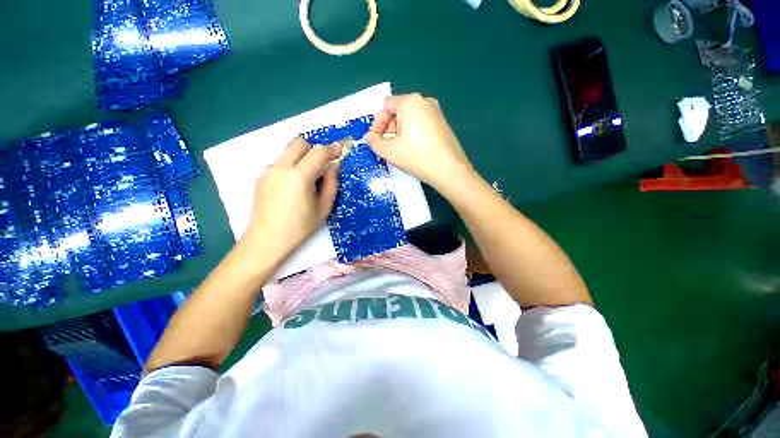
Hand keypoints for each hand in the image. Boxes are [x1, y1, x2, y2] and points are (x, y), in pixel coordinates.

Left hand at [242, 138, 340, 265]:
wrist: (267, 240)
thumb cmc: (300, 227)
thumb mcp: (324, 207)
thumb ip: (331, 183)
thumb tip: (333, 166)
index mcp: (299, 176)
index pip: (318, 152)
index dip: (332, 149)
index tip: (340, 149)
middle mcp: (281, 167)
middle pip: (299, 143)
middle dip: (314, 149)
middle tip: (322, 164)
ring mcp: (268, 170)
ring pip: (288, 152)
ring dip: (301, 158)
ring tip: (307, 179)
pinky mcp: (261, 176)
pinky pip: (280, 163)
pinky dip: (291, 166)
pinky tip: (293, 187)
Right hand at [365, 93, 475, 189]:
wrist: (449, 170)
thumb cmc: (417, 157)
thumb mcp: (389, 151)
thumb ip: (374, 142)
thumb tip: (369, 137)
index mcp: (410, 102)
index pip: (386, 105)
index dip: (377, 122)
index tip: (375, 139)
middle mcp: (425, 101)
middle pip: (398, 111)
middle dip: (389, 128)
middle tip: (387, 146)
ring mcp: (436, 112)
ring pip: (410, 119)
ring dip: (399, 133)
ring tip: (399, 150)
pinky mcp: (443, 124)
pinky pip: (421, 124)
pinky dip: (412, 134)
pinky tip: (413, 150)